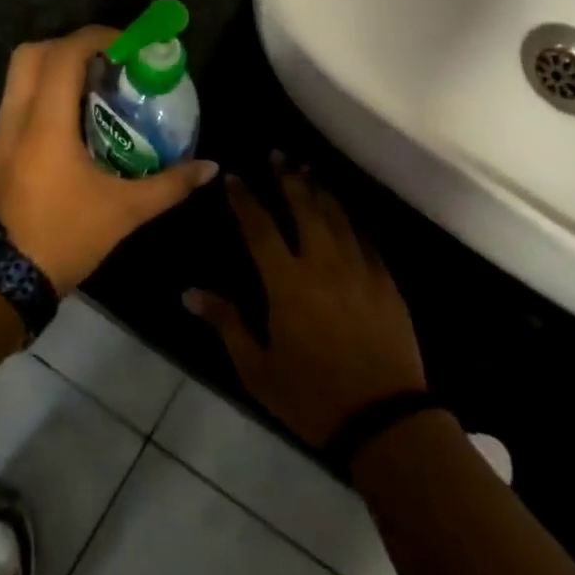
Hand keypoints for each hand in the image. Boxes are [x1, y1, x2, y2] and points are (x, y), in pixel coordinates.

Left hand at [0, 26, 218, 296]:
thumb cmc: (64, 237)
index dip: (98, 38)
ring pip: (20, 77)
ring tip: (97, 88)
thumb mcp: (125, 211)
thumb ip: (170, 184)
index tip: (130, 46)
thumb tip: (209, 167)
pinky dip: (46, 95)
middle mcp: (17, 118)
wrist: (1, 282)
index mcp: (46, 123)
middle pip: (32, 53)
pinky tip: (77, 123)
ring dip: (57, 70)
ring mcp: (0, 134)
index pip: (64, 54)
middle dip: (72, 46)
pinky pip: (19, 103)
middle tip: (109, 62)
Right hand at [185, 163, 426, 448]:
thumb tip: (189, 293)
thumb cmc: (311, 398)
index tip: (234, 176)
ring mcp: (359, 268)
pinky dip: (350, 218)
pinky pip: (365, 237)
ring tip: (307, 168)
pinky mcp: (385, 280)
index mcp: (288, 283)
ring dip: (320, 189)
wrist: (384, 420)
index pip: (260, 227)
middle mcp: (324, 263)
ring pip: (337, 215)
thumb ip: (226, 323)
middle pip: (304, 207)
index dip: (245, 199)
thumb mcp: (257, 370)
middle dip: (287, 177)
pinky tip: (345, 210)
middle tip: (277, 154)